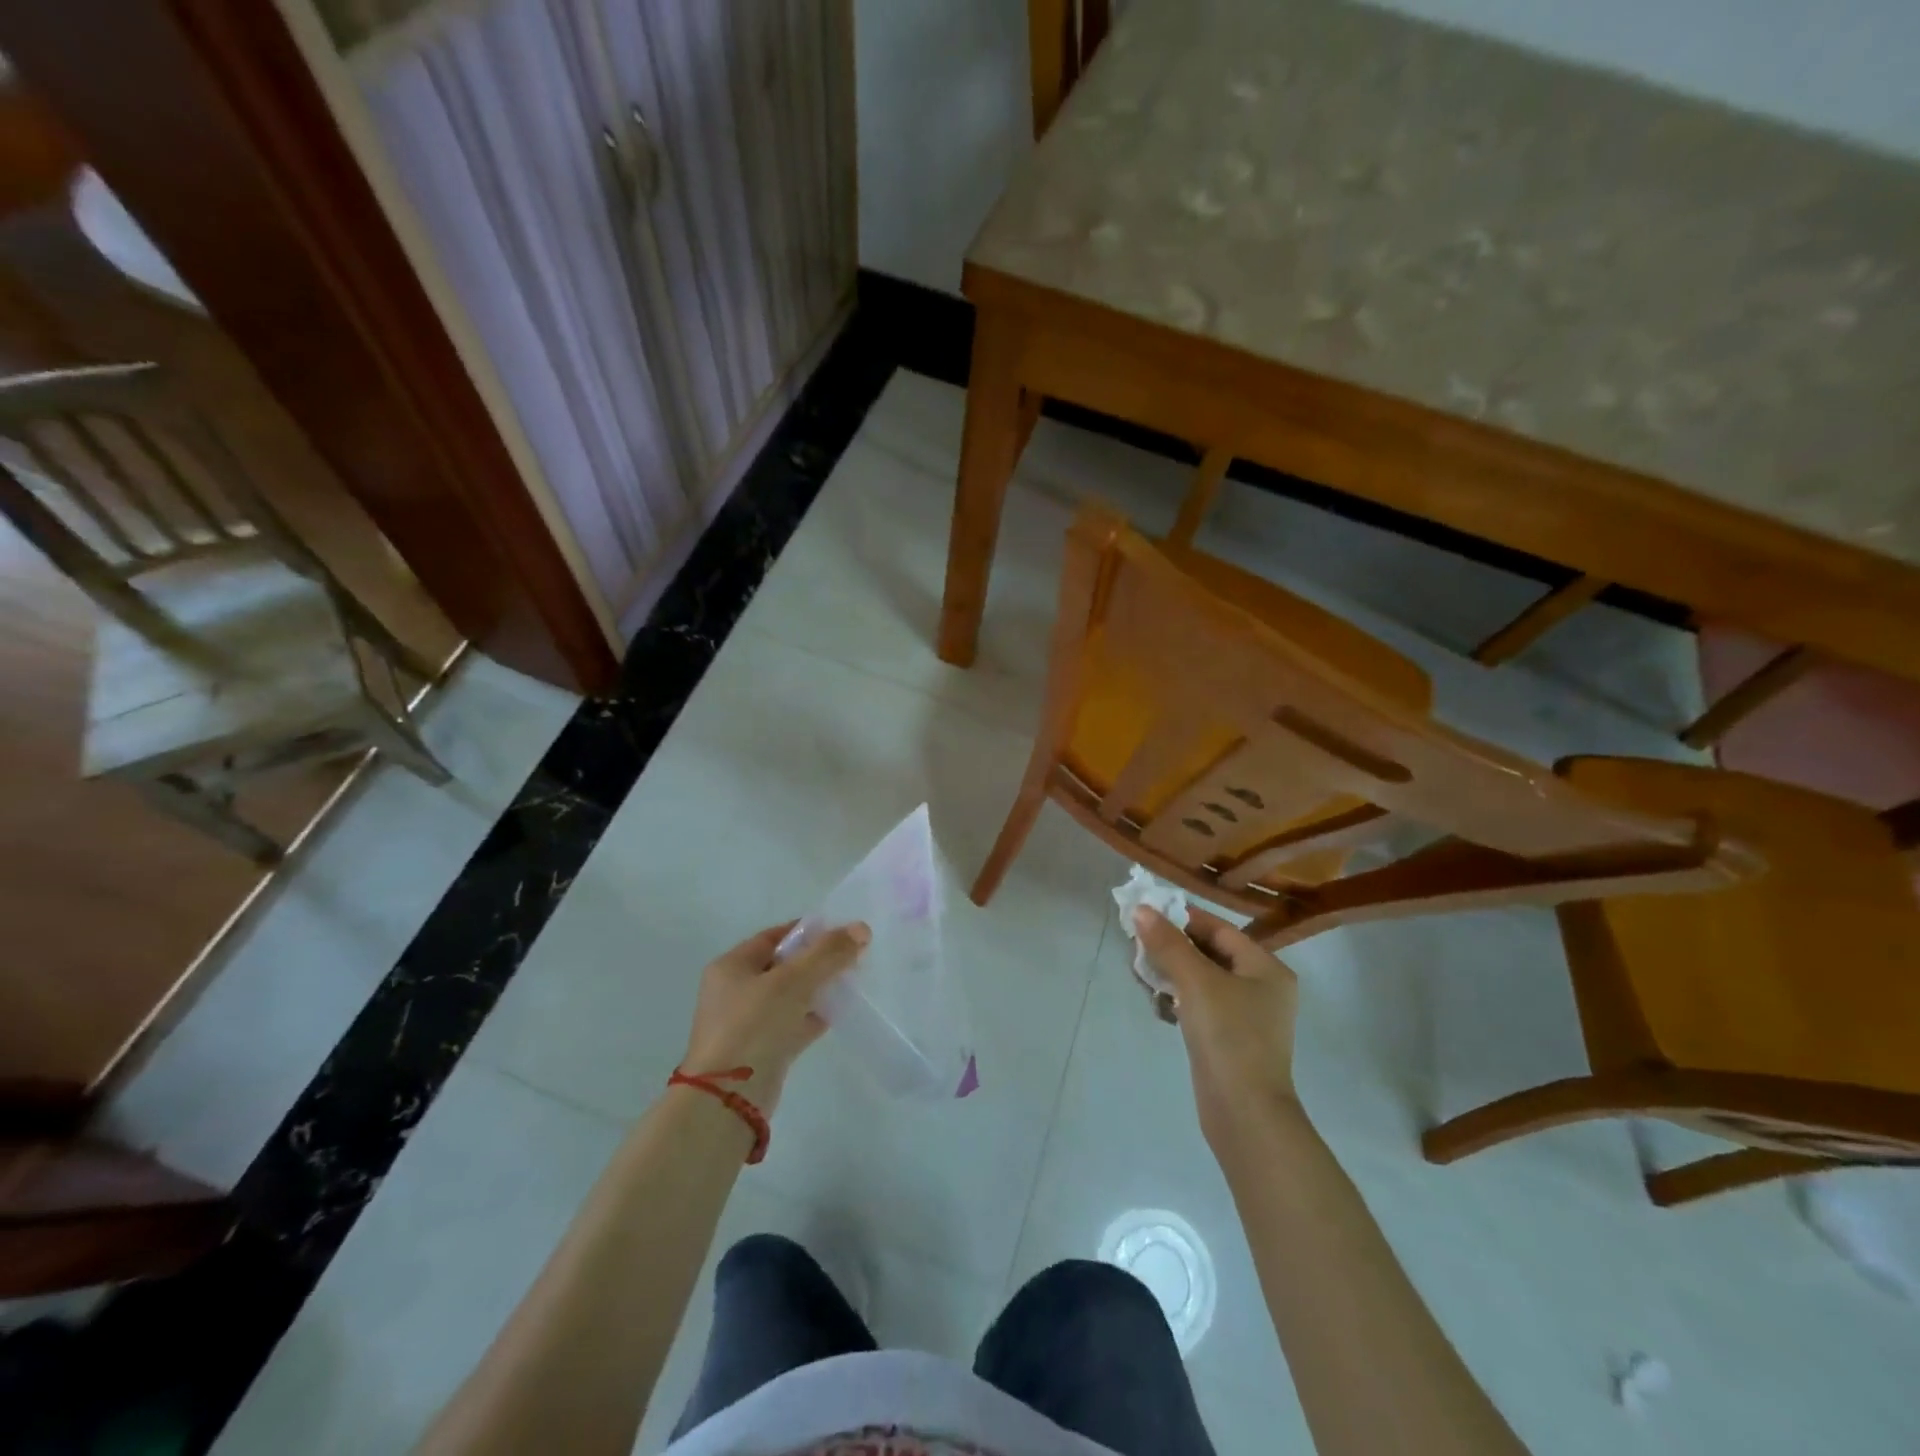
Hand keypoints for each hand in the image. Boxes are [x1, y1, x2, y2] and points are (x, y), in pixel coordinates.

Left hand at [680, 921, 869, 1113]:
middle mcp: (734, 991)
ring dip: (817, 989)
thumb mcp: (794, 981)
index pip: (774, 937)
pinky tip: (838, 1013)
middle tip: (851, 957)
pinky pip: (791, 1024)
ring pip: (789, 996)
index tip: (840, 932)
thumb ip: (828, 953)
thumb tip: (861, 928)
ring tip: (850, 982)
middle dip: (817, 961)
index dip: (807, 931)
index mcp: (732, 966)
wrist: (730, 1099)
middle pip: (783, 966)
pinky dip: (812, 1017)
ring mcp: (746, 1024)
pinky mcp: (760, 1051)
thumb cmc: (755, 1026)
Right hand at [1133, 906, 1299, 1145]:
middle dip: (1171, 948)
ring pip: (1201, 979)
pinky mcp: (1229, 1039)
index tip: (1145, 915)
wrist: (1244, 1115)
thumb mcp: (1196, 982)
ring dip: (1170, 974)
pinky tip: (1158, 1006)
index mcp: (1265, 968)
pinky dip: (1178, 1000)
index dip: (1181, 918)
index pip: (1219, 928)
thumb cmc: (1228, 1037)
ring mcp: (1246, 1016)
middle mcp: (1261, 987)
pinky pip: (1200, 1005)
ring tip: (1142, 978)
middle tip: (1137, 947)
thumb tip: (1141, 909)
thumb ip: (1168, 943)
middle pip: (1209, 952)